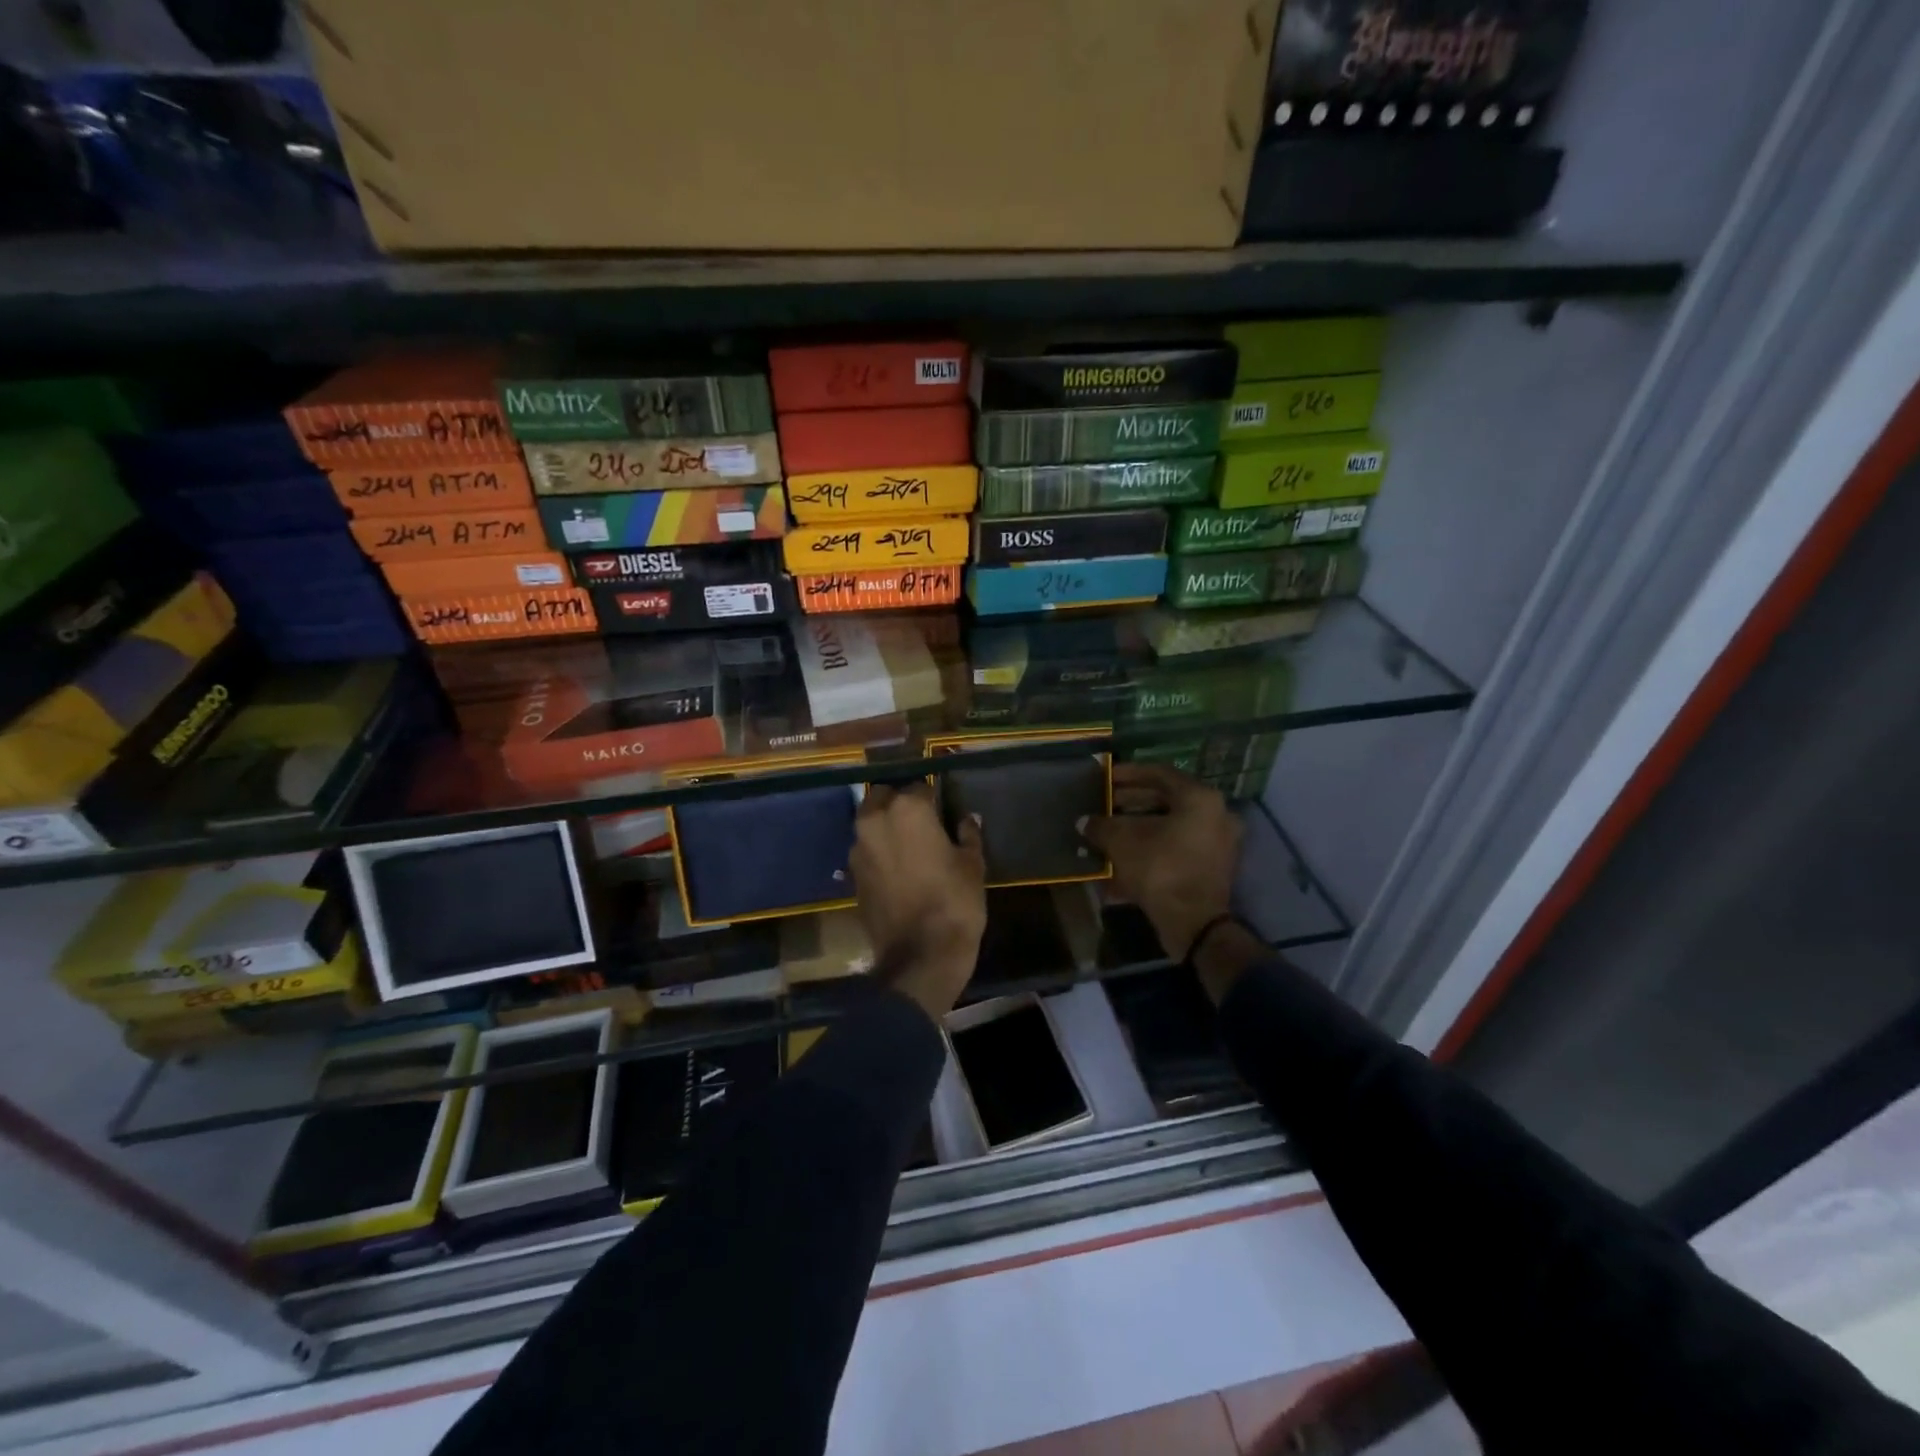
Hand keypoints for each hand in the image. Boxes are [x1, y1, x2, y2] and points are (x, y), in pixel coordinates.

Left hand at [850, 782, 986, 1019]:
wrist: (920, 956)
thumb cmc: (954, 902)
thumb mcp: (972, 864)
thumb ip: (968, 835)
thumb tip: (967, 819)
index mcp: (907, 809)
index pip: (919, 788)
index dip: (932, 799)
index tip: (942, 812)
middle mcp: (875, 821)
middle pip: (883, 798)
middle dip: (899, 804)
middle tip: (921, 823)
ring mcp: (858, 849)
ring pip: (870, 824)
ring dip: (885, 828)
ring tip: (908, 846)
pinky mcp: (852, 876)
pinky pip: (866, 852)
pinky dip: (878, 853)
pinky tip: (897, 869)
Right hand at [1081, 763, 1242, 961]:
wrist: (1194, 924)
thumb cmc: (1160, 869)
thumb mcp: (1122, 842)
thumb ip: (1101, 826)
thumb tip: (1084, 822)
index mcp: (1199, 799)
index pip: (1160, 774)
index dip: (1129, 774)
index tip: (1106, 777)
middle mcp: (1215, 815)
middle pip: (1166, 800)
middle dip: (1132, 803)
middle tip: (1105, 804)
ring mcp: (1217, 843)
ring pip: (1171, 826)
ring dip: (1139, 827)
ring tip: (1109, 831)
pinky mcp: (1211, 868)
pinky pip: (1176, 848)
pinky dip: (1151, 848)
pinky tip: (1123, 857)